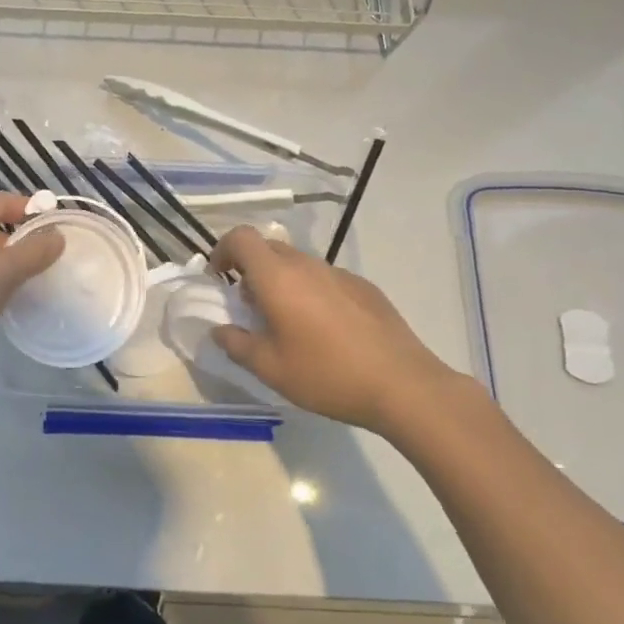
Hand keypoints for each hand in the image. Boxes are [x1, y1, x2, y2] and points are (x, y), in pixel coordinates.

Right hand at [207, 225, 460, 434]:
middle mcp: (307, 265)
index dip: (223, 251)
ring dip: (282, 281)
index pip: (241, 238)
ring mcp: (339, 274)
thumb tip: (221, 330)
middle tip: (250, 305)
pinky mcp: (365, 288)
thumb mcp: (270, 368)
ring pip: (298, 263)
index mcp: (277, 277)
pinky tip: (325, 330)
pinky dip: (311, 292)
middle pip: (269, 247)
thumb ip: (237, 344)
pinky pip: (325, 279)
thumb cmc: (327, 374)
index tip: (220, 279)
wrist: (404, 385)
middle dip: (251, 268)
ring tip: (287, 322)